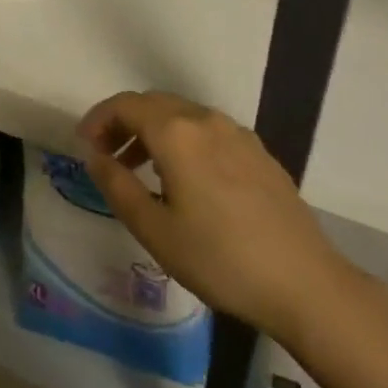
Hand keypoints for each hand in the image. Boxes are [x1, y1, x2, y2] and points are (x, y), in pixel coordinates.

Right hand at [79, 91, 355, 340]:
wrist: (304, 282)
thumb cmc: (220, 259)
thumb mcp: (155, 230)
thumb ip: (117, 186)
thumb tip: (94, 155)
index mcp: (177, 133)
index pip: (126, 105)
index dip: (98, 119)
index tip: (84, 145)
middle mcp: (206, 120)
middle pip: (154, 104)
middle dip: (124, 123)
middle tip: (106, 157)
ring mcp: (237, 133)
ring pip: (182, 116)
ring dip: (153, 132)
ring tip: (140, 171)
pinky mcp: (258, 152)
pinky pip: (208, 131)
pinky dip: (183, 141)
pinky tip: (185, 180)